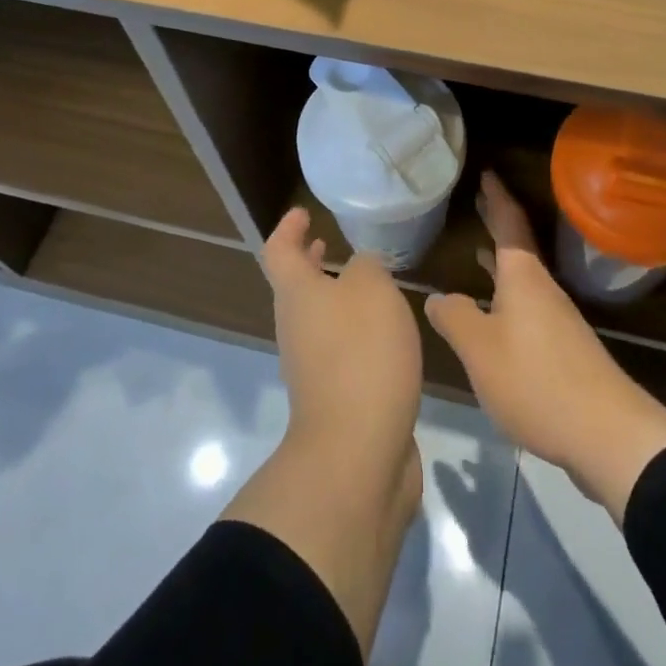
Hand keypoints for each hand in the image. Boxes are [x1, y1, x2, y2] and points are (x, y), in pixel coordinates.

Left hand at [263, 207, 424, 465]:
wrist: (356, 452)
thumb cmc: (361, 354)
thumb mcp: (372, 289)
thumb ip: (367, 267)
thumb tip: (360, 269)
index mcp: (297, 295)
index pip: (279, 251)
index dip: (288, 228)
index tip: (303, 213)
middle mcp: (297, 328)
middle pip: (295, 287)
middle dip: (309, 263)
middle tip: (328, 243)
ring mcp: (312, 367)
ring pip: (318, 319)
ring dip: (335, 297)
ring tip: (367, 284)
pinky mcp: (337, 397)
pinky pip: (340, 349)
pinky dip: (355, 331)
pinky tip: (387, 333)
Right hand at [424, 171, 665, 522]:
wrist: (607, 434)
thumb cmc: (536, 380)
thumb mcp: (480, 350)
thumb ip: (454, 319)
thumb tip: (436, 296)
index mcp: (523, 277)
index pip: (508, 224)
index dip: (496, 198)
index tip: (487, 173)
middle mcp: (543, 289)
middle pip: (518, 246)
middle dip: (498, 223)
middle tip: (480, 202)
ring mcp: (557, 319)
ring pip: (523, 278)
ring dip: (502, 262)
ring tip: (480, 251)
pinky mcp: (563, 349)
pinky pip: (528, 305)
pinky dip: (508, 294)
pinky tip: (496, 314)